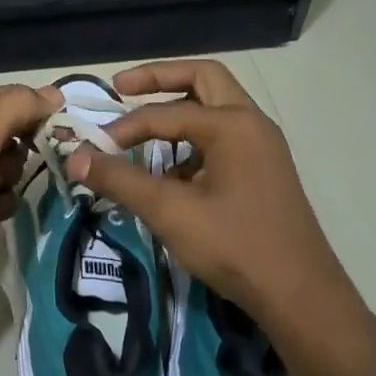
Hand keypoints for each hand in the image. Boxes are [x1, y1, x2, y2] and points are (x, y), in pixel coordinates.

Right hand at [64, 60, 375, 375]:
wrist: (300, 295)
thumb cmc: (235, 246)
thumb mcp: (170, 212)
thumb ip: (120, 179)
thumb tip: (75, 157)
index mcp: (233, 124)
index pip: (166, 112)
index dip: (125, 126)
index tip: (95, 147)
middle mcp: (252, 123)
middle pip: (202, 79)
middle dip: (159, 79)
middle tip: (121, 87)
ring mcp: (262, 146)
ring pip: (215, 108)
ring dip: (178, 110)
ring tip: (143, 132)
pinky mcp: (264, 170)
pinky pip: (223, 138)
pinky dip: (193, 141)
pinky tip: (171, 173)